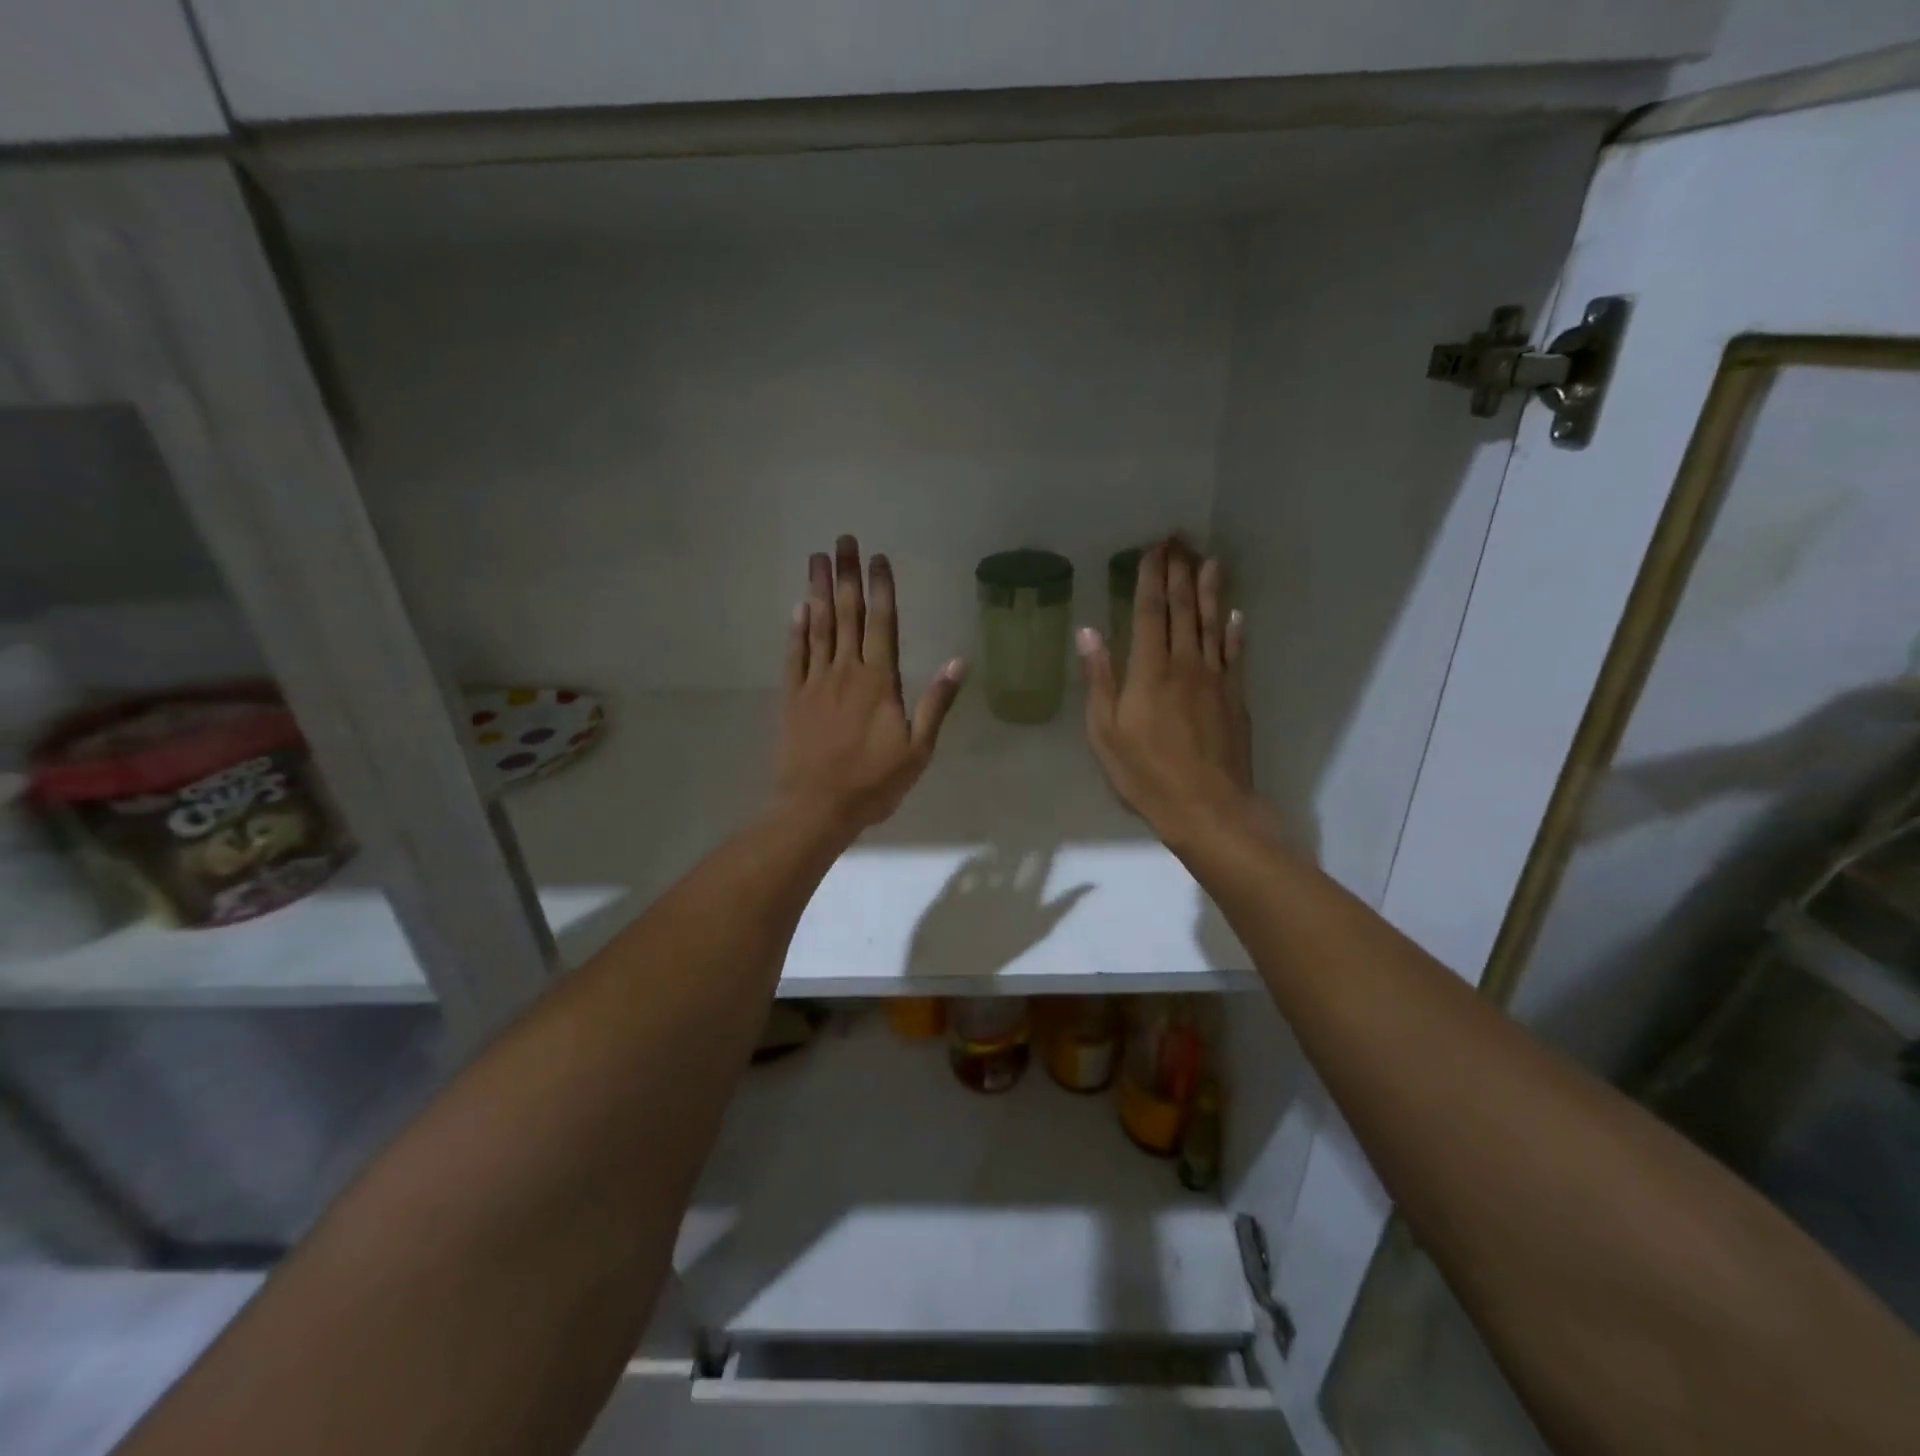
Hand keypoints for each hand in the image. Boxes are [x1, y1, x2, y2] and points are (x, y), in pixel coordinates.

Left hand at [775, 535, 965, 835]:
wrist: (816, 808)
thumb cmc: (873, 783)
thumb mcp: (918, 749)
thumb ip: (936, 702)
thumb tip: (959, 660)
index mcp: (879, 681)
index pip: (882, 624)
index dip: (881, 589)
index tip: (877, 558)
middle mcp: (845, 671)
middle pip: (846, 614)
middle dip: (846, 575)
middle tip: (842, 540)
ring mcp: (815, 682)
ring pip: (817, 627)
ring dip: (817, 591)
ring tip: (817, 558)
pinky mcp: (792, 698)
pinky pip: (794, 656)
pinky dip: (796, 630)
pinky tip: (797, 608)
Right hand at [1078, 541, 1267, 849]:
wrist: (1208, 808)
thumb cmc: (1146, 775)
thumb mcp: (1105, 733)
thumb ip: (1099, 680)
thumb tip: (1089, 631)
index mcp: (1149, 672)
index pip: (1151, 612)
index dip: (1151, 578)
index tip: (1153, 549)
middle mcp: (1185, 665)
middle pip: (1183, 610)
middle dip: (1180, 572)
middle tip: (1180, 540)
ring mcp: (1215, 679)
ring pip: (1212, 624)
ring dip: (1210, 590)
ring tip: (1209, 560)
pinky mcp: (1234, 698)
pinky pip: (1235, 654)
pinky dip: (1233, 631)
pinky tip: (1234, 613)